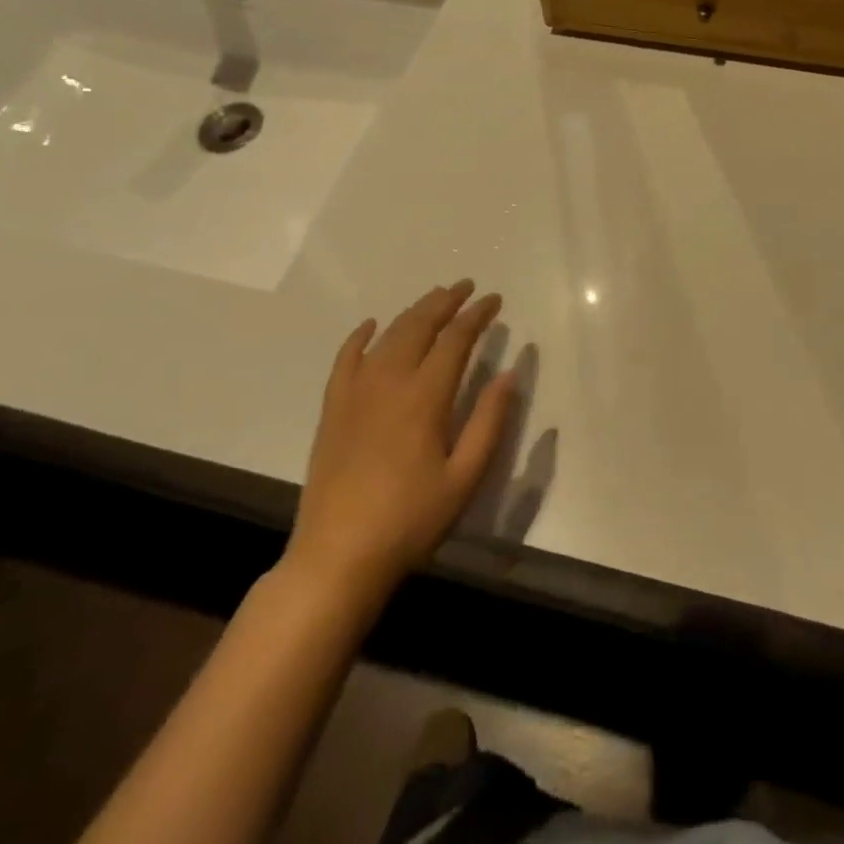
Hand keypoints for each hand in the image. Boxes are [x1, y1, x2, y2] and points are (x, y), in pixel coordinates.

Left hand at [283, 281, 518, 597]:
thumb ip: (489, 421)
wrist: (338, 555)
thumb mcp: (465, 477)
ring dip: (413, 312)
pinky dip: (360, 336)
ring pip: (387, 336)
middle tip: (466, 287)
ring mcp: (355, 393)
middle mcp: (389, 382)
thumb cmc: (411, 519)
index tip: (494, 300)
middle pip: (419, 326)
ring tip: (434, 299)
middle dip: (445, 301)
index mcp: (425, 397)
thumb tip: (510, 373)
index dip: (477, 316)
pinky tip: (371, 325)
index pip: (455, 340)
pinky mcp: (333, 408)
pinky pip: (345, 359)